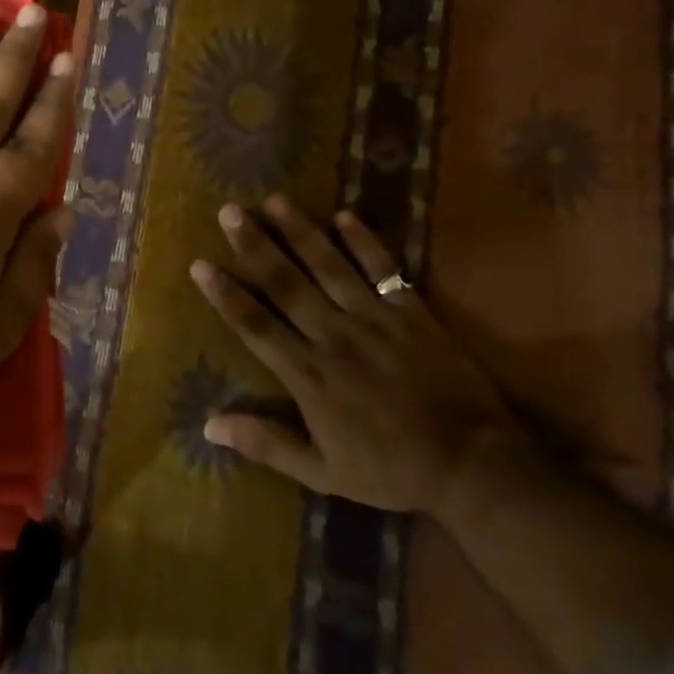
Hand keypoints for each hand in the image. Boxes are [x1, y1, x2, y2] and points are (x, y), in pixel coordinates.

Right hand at [190, 198, 511, 514]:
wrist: (473, 467)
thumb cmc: (390, 470)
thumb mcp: (322, 472)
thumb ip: (266, 444)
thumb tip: (209, 426)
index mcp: (309, 375)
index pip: (256, 326)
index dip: (226, 295)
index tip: (199, 264)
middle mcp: (334, 337)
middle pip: (286, 285)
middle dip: (255, 247)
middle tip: (229, 212)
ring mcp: (375, 321)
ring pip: (329, 268)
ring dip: (300, 232)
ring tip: (274, 200)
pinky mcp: (412, 313)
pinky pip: (386, 271)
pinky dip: (366, 243)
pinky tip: (345, 215)